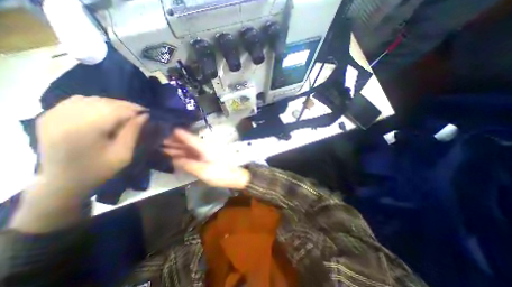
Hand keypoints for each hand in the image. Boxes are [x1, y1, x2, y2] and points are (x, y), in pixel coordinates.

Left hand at [34, 95, 147, 199]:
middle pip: (104, 102)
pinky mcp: (49, 115)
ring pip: (92, 99)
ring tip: (125, 112)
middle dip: (125, 106)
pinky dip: (95, 103)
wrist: (62, 181)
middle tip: (139, 112)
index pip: (115, 110)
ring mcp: (54, 115)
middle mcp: (66, 118)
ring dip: (112, 104)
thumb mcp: (123, 154)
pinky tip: (104, 111)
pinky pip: (77, 101)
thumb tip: (144, 116)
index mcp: (85, 130)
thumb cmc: (99, 170)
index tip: (147, 112)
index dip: (134, 109)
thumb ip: (133, 132)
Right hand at [162, 129, 250, 188]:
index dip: (175, 132)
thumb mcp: (203, 171)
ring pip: (188, 148)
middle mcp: (203, 147)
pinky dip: (183, 154)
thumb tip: (174, 159)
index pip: (187, 136)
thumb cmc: (220, 173)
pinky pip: (192, 154)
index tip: (162, 128)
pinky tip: (174, 156)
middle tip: (155, 139)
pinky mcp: (205, 158)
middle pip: (186, 142)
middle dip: (172, 140)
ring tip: (160, 146)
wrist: (235, 176)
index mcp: (202, 146)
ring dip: (176, 147)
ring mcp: (204, 152)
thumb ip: (187, 164)